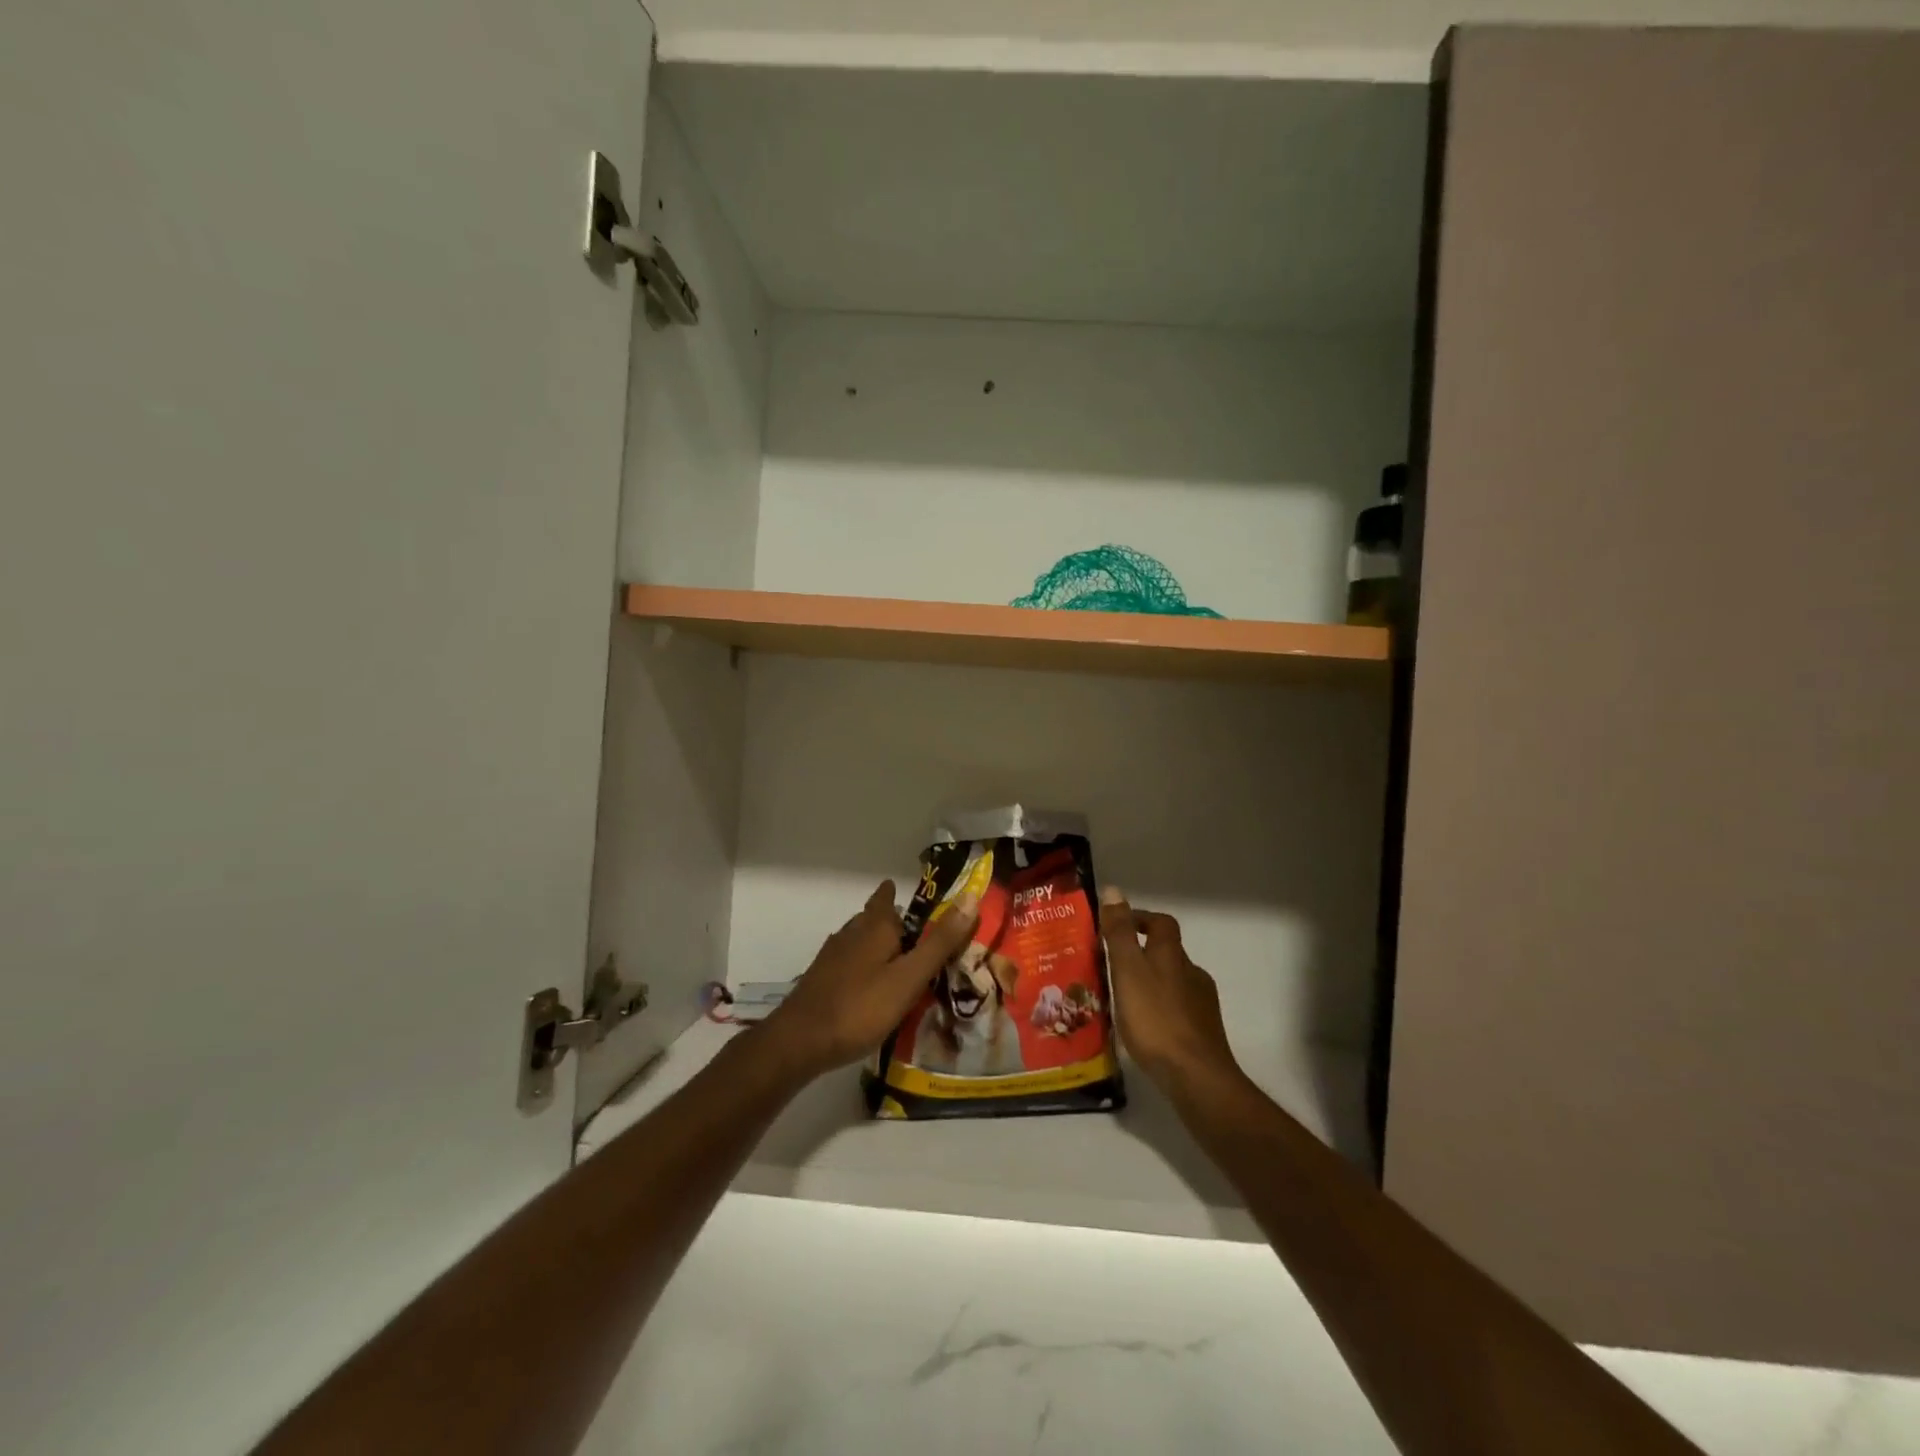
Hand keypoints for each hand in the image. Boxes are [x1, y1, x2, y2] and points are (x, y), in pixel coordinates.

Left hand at [762, 879, 979, 1079]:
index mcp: (874, 927)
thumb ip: (940, 942)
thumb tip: (971, 897)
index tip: (910, 893)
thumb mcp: (909, 977)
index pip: (887, 897)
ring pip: (859, 941)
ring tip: (898, 960)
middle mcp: (850, 934)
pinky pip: (849, 964)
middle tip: (916, 933)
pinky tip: (870, 987)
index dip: (897, 894)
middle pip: (872, 919)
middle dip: (891, 921)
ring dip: (877, 945)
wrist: (799, 1042)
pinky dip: (864, 967)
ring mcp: (831, 958)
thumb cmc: (861, 1007)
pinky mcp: (821, 981)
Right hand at [1098, 886, 1239, 1091]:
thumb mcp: (1128, 971)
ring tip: (1122, 999)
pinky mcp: (1203, 1032)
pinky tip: (1144, 1027)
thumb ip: (1119, 933)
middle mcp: (1192, 973)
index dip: (1141, 919)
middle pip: (1167, 953)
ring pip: (1173, 982)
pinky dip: (1160, 1010)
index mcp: (1172, 955)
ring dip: (1150, 983)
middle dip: (1142, 954)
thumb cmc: (1156, 1019)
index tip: (1116, 926)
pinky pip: (1177, 1009)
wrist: (1197, 1077)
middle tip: (1111, 966)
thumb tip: (1113, 890)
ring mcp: (1201, 1004)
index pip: (1162, 923)